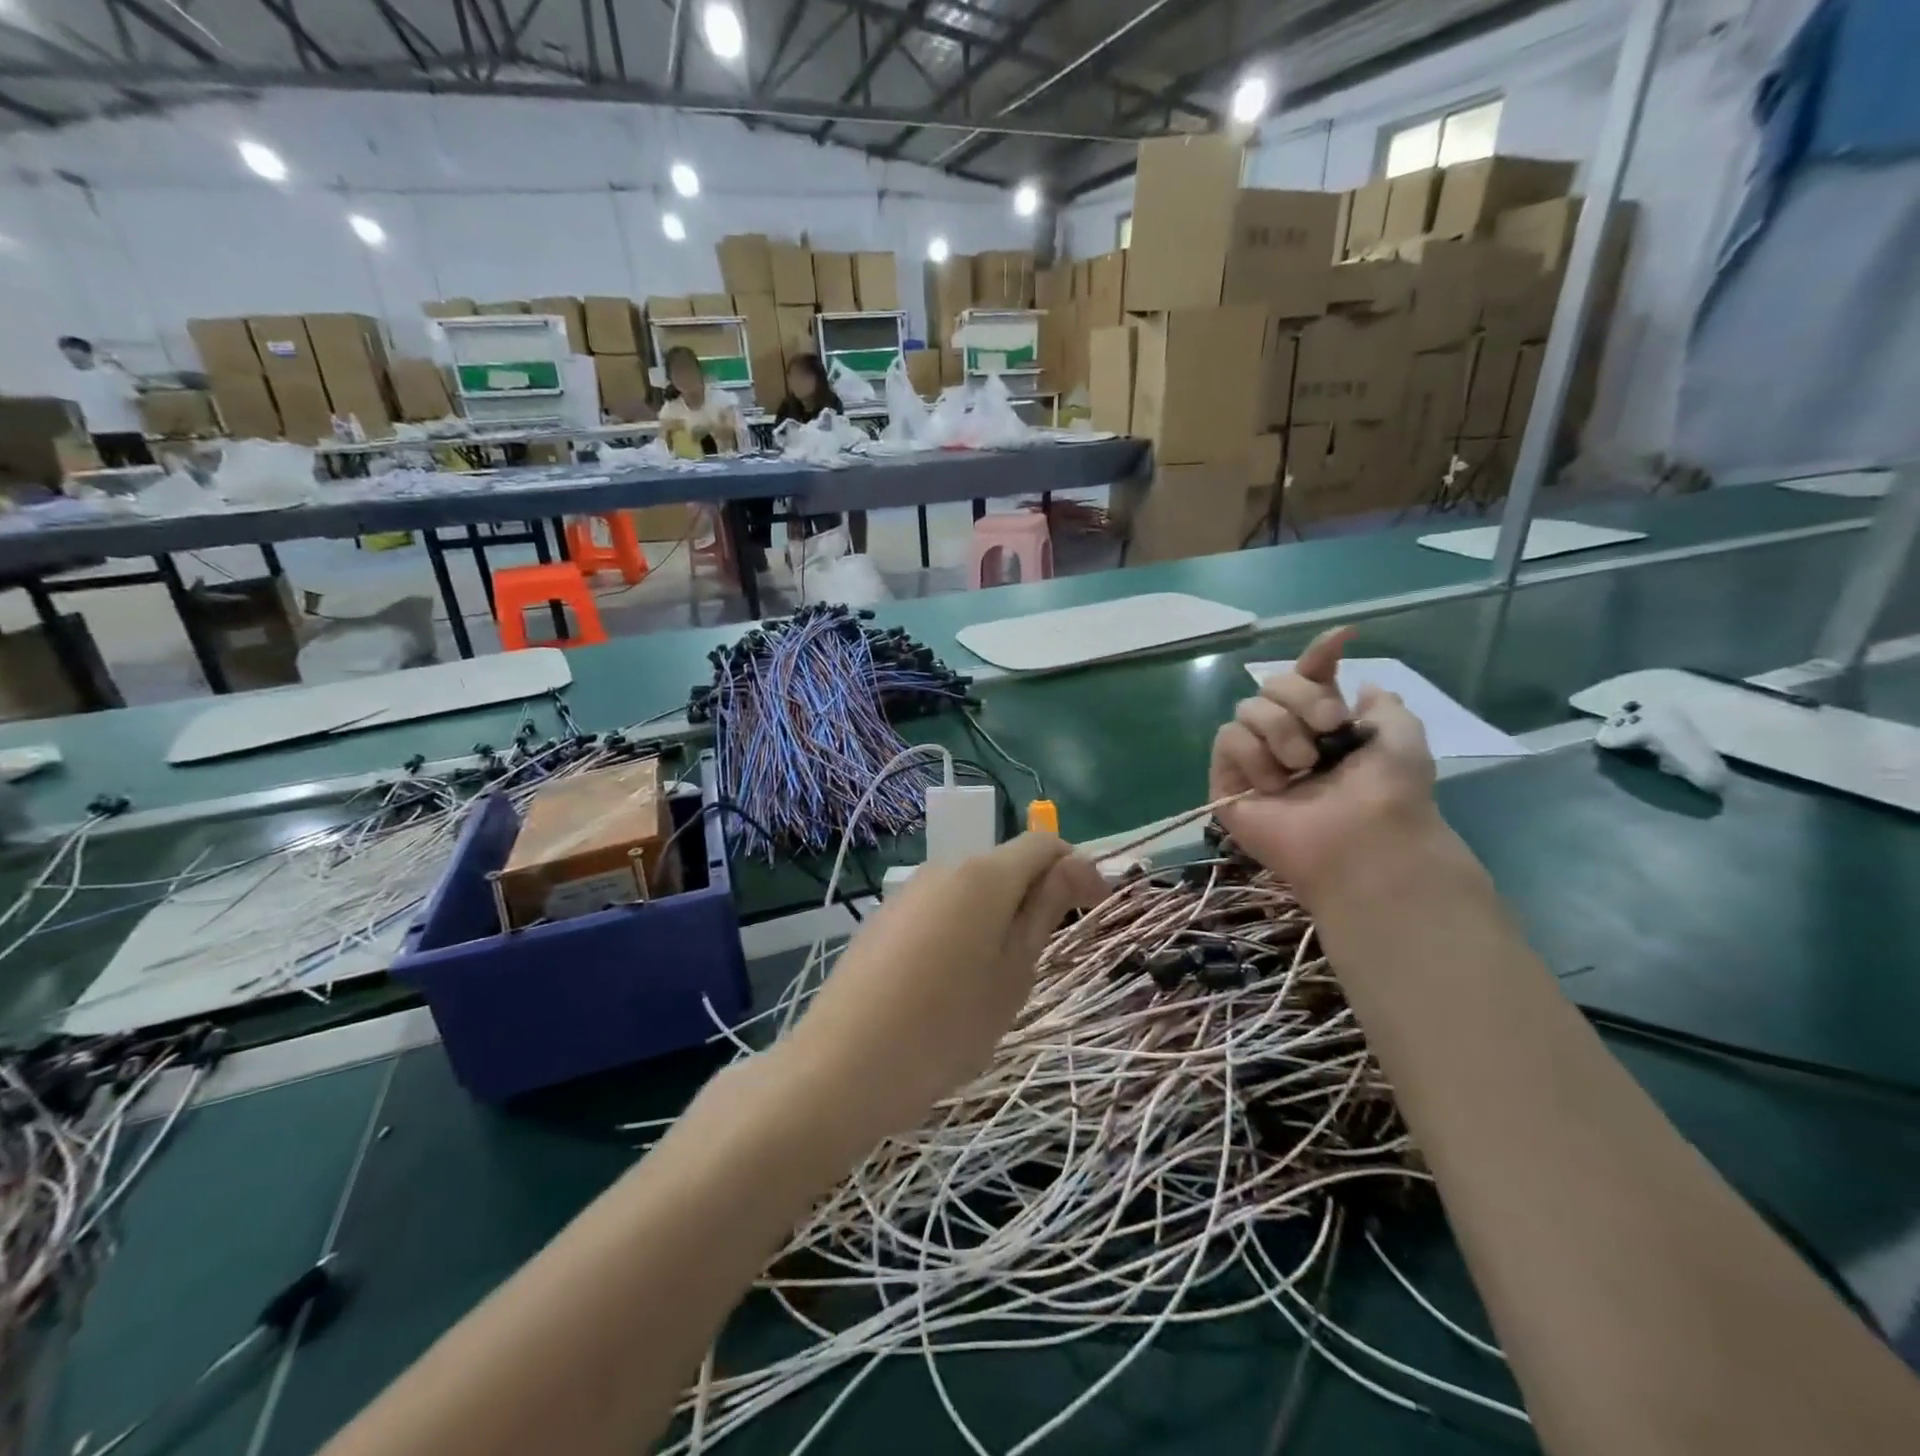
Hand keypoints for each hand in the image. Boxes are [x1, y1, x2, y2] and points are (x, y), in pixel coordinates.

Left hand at [782, 834, 1106, 1140]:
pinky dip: (962, 929)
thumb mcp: (1013, 973)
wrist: (843, 1067)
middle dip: (1036, 896)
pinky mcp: (884, 918)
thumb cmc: (947, 1026)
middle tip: (1043, 958)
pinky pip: (939, 909)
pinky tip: (950, 983)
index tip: (1095, 910)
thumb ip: (1045, 911)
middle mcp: (944, 868)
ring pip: (971, 889)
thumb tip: (1078, 865)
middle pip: (1005, 864)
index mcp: (983, 876)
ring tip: (996, 979)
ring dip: (998, 916)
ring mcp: (909, 892)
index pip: (1043, 844)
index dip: (1077, 868)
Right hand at [1212, 626, 1439, 896]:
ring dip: (1281, 730)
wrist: (1364, 839)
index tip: (1342, 638)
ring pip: (1248, 709)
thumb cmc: (1390, 792)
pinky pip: (1228, 739)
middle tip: (1329, 728)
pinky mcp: (1228, 782)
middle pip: (1273, 685)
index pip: (1309, 677)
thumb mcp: (1401, 736)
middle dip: (1303, 698)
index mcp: (1325, 726)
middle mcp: (1287, 737)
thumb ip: (1381, 704)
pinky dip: (1254, 754)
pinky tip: (1276, 783)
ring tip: (1303, 765)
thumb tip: (1361, 685)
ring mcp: (1255, 760)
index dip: (1319, 655)